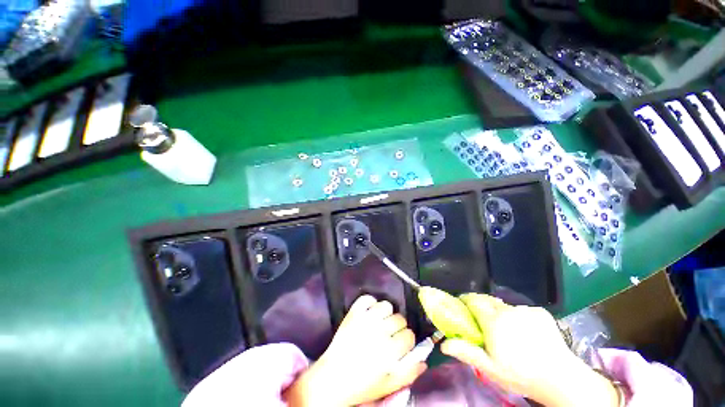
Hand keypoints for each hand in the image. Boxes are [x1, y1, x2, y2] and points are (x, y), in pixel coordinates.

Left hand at [284, 295, 425, 405]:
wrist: (332, 378)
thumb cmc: (361, 385)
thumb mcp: (389, 385)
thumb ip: (410, 373)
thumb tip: (423, 360)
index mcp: (390, 352)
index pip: (410, 335)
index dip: (407, 340)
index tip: (401, 344)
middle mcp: (379, 332)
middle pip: (400, 319)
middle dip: (398, 327)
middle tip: (390, 335)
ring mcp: (365, 319)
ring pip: (387, 305)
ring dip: (386, 314)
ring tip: (381, 323)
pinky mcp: (353, 313)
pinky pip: (367, 298)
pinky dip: (370, 302)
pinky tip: (370, 312)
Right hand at [441, 294, 618, 406]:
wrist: (561, 379)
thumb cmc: (520, 375)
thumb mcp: (489, 368)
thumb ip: (465, 351)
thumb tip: (443, 344)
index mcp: (494, 320)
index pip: (472, 299)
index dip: (465, 301)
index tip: (462, 307)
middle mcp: (508, 309)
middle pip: (487, 300)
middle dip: (480, 306)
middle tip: (481, 322)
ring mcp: (526, 309)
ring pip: (504, 305)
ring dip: (499, 312)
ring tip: (506, 331)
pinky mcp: (540, 312)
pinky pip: (521, 310)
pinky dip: (517, 317)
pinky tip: (525, 333)